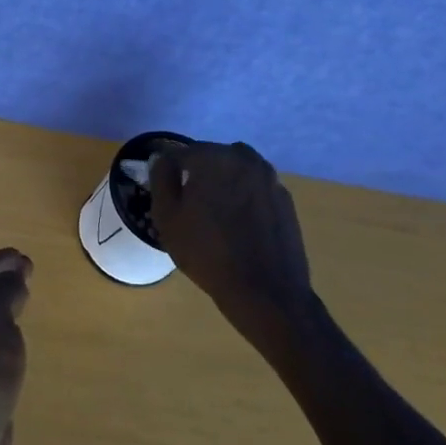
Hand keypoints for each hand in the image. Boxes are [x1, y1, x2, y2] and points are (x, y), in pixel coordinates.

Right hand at [149, 142, 313, 335]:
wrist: (265, 291)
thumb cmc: (207, 253)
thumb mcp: (167, 217)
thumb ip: (161, 179)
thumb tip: (162, 159)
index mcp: (213, 157)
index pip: (180, 153)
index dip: (168, 172)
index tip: (166, 193)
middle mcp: (244, 158)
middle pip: (210, 157)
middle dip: (197, 174)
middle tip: (189, 205)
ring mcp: (269, 176)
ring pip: (234, 170)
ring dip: (222, 183)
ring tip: (215, 214)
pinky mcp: (284, 197)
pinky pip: (254, 187)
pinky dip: (243, 197)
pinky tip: (238, 224)